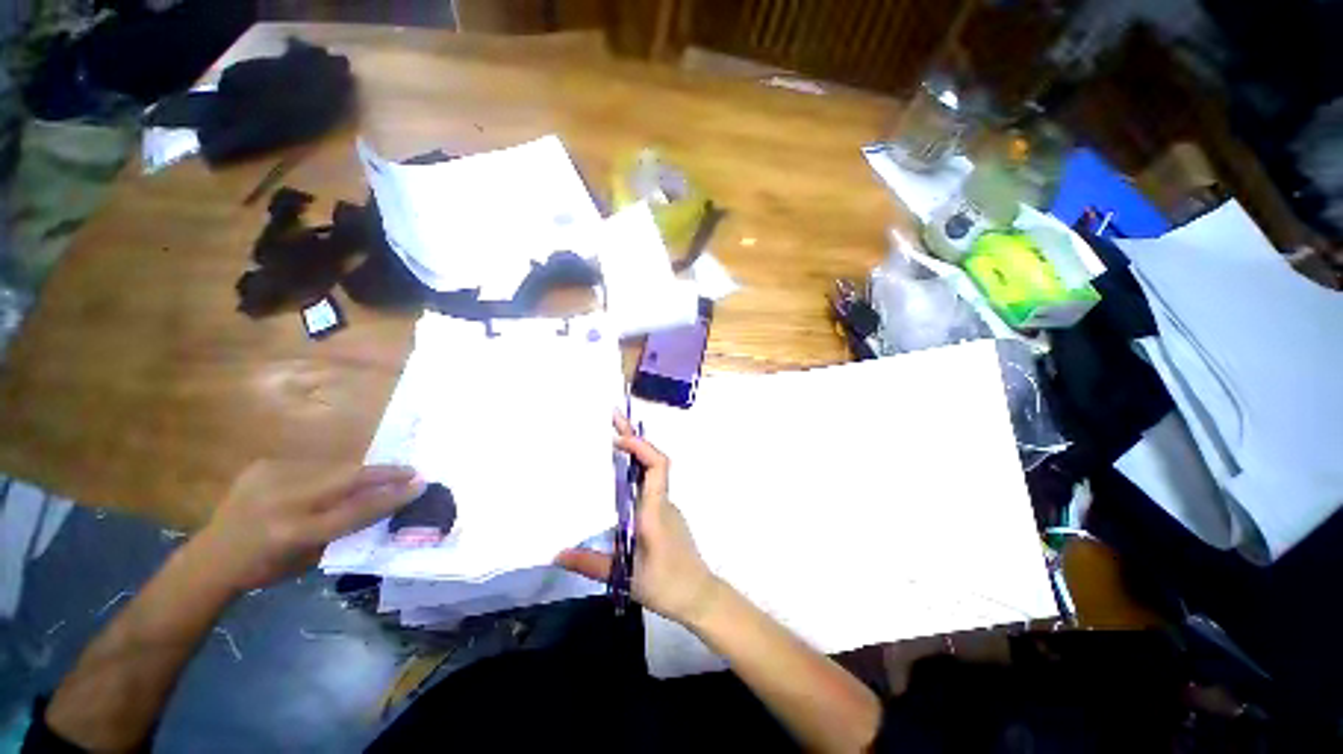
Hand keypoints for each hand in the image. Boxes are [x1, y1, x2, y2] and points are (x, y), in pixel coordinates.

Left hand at [194, 461, 424, 592]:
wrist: (212, 557)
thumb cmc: (266, 568)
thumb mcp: (310, 558)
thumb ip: (346, 530)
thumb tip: (384, 505)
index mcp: (294, 532)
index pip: (356, 510)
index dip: (392, 496)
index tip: (420, 485)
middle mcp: (283, 501)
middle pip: (347, 478)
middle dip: (385, 473)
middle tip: (412, 471)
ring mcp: (271, 478)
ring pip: (333, 468)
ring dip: (360, 473)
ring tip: (380, 476)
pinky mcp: (264, 466)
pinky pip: (312, 466)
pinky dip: (331, 473)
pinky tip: (333, 481)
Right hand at [557, 417, 721, 624]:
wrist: (699, 595)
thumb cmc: (666, 584)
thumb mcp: (625, 576)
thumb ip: (591, 563)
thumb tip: (556, 553)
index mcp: (654, 510)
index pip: (657, 466)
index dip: (641, 446)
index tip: (618, 438)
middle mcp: (662, 501)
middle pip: (653, 459)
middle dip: (633, 437)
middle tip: (613, 417)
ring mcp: (665, 506)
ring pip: (652, 470)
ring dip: (634, 451)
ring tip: (611, 438)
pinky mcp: (664, 513)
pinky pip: (650, 483)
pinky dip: (636, 469)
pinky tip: (619, 473)